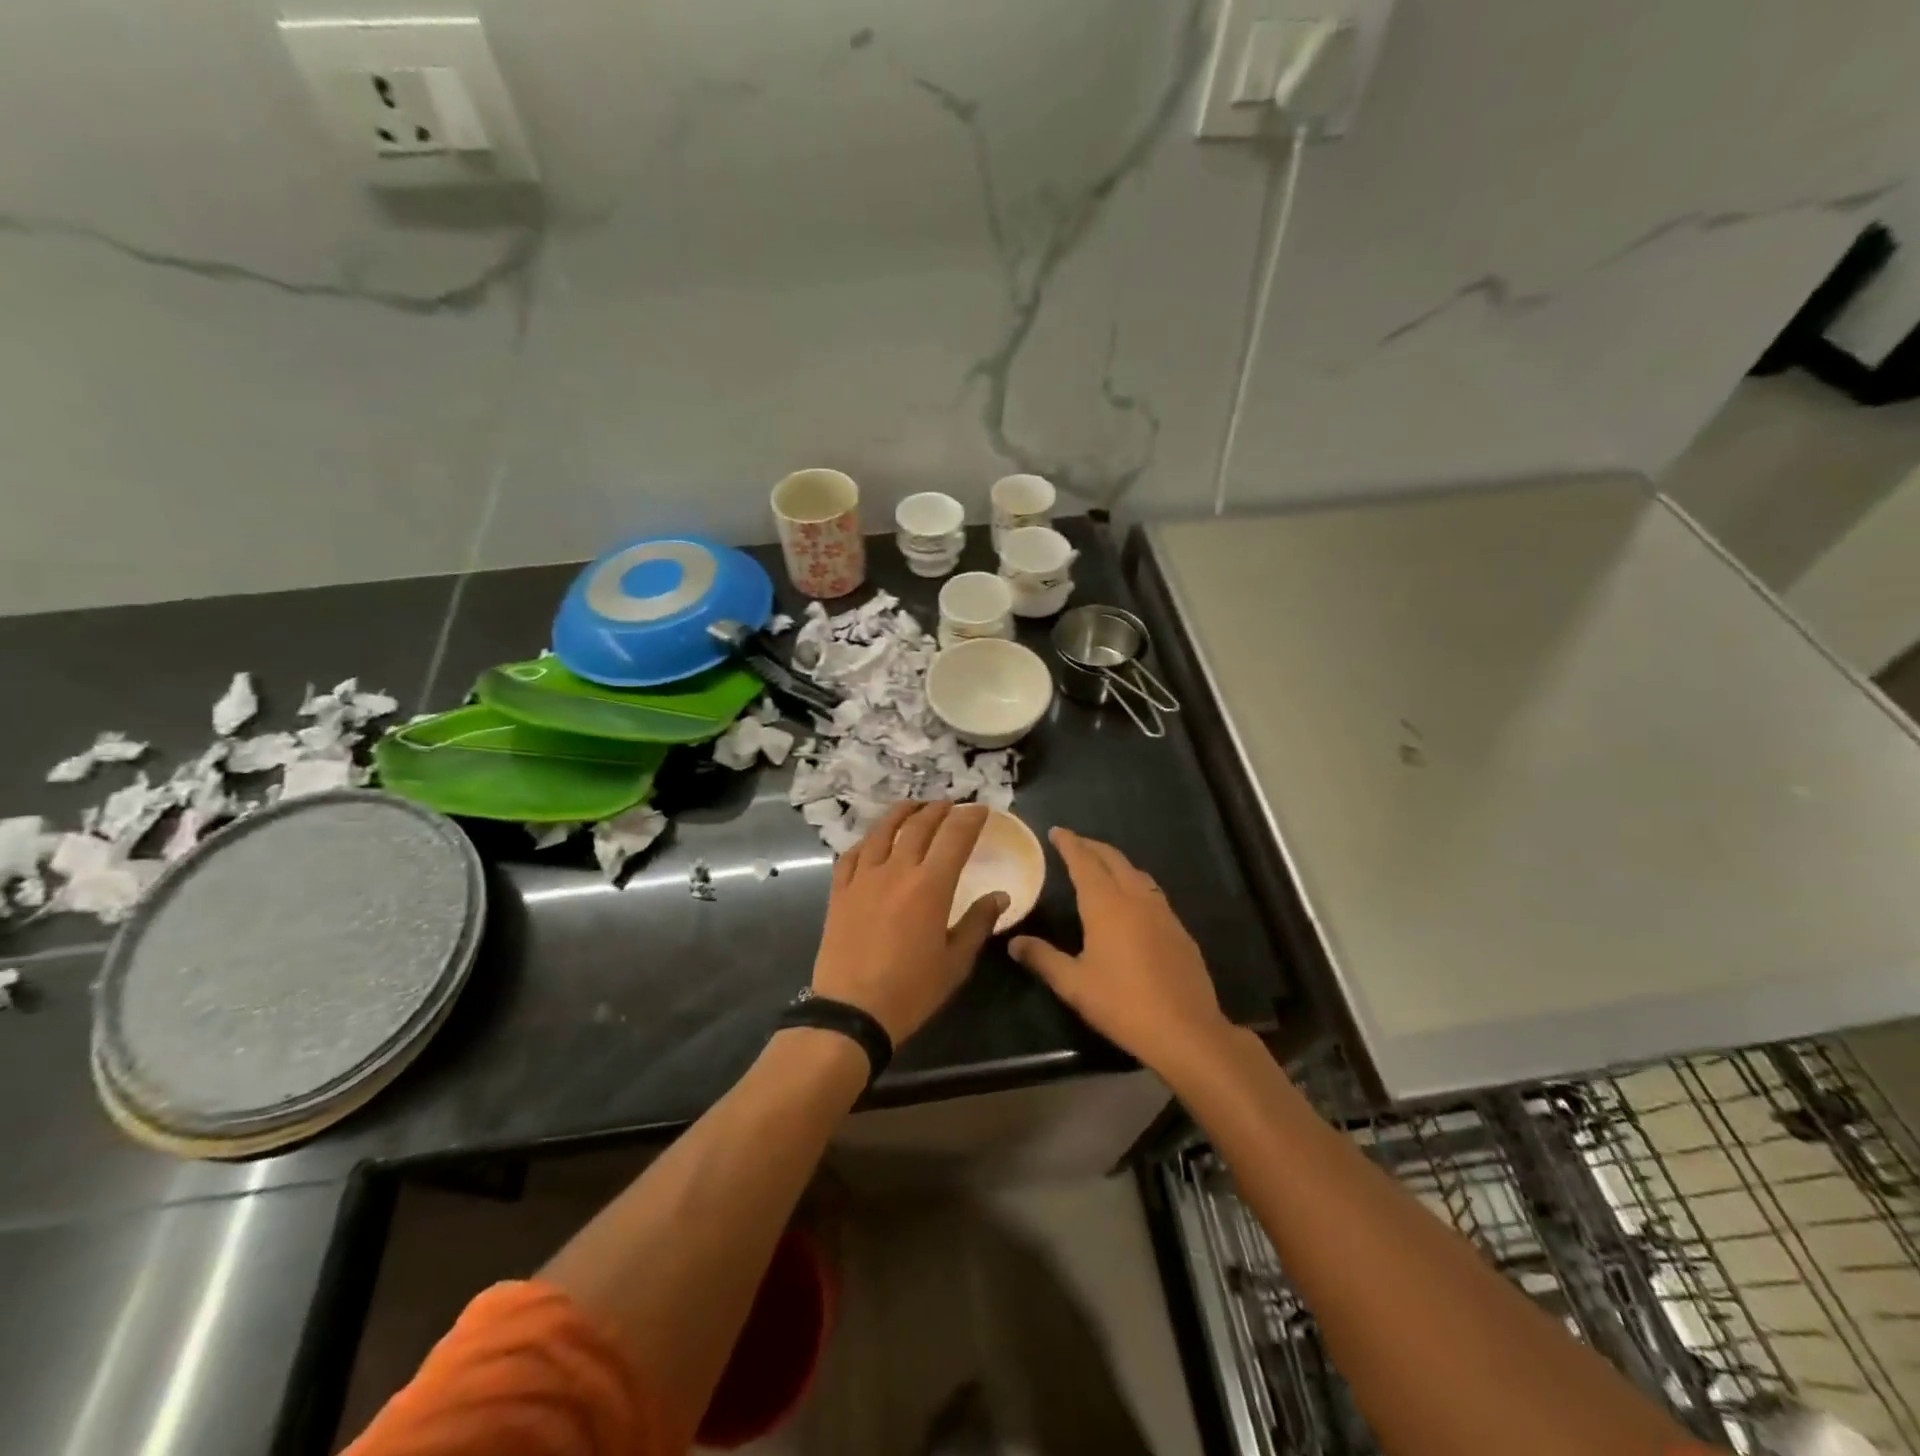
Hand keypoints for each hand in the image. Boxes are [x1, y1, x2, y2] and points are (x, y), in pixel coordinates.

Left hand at [812, 802, 1008, 1044]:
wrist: (851, 1012)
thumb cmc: (911, 991)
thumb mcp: (955, 962)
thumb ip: (978, 923)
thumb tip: (1000, 896)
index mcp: (930, 886)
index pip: (954, 837)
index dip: (970, 818)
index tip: (981, 809)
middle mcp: (896, 871)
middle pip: (918, 826)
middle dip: (938, 810)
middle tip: (950, 805)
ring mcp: (863, 878)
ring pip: (882, 831)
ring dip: (902, 814)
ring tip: (914, 807)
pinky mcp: (839, 892)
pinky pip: (851, 855)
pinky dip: (866, 841)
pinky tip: (872, 841)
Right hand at [1011, 828, 1228, 1073]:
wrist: (1186, 1030)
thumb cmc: (1123, 1004)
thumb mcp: (1073, 985)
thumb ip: (1043, 958)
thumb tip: (1014, 943)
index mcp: (1105, 905)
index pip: (1084, 862)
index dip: (1069, 844)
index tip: (1056, 831)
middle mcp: (1135, 898)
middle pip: (1112, 859)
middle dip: (1092, 846)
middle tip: (1074, 842)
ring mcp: (1162, 912)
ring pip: (1135, 873)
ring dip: (1115, 862)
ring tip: (1100, 865)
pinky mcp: (1179, 929)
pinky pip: (1151, 892)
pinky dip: (1134, 882)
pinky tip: (1131, 900)